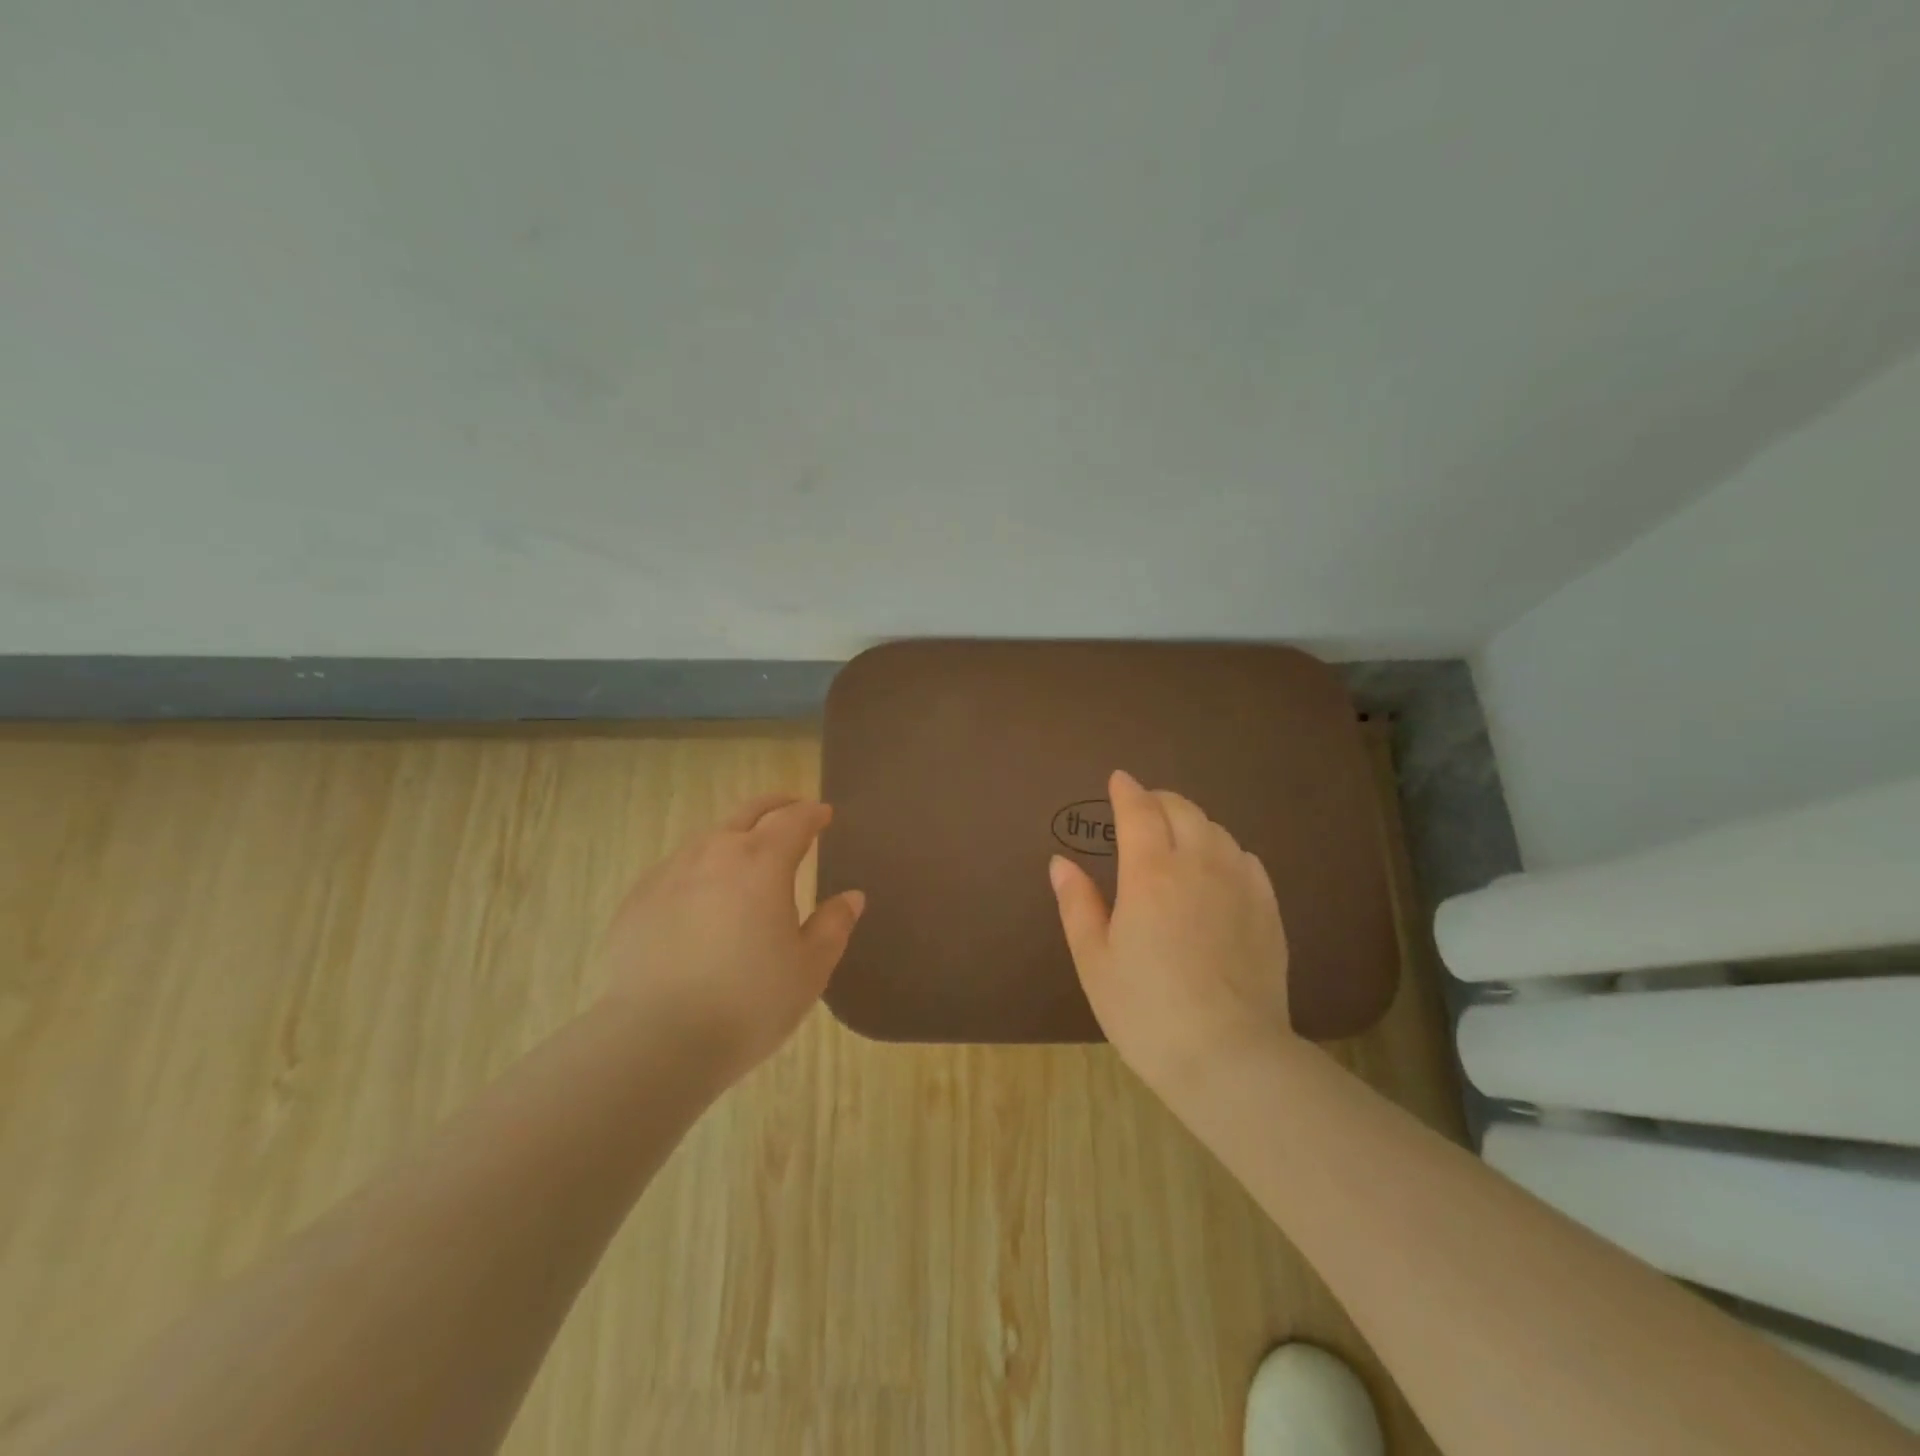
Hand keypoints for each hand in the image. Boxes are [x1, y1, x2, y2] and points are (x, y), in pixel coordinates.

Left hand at [597, 795, 863, 1084]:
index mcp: (763, 862)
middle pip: (749, 812)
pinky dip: (700, 869)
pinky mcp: (638, 899)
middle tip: (792, 810)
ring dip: (736, 836)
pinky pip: (677, 869)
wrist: (655, 1039)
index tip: (824, 814)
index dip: (812, 814)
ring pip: (710, 838)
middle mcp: (715, 853)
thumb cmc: (748, 1002)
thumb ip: (833, 926)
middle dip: (775, 806)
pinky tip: (701, 895)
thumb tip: (851, 897)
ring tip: (747, 855)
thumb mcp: (809, 969)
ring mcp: (670, 873)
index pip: (794, 820)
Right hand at [1049, 770, 1296, 1093]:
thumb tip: (1061, 862)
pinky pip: (1245, 858)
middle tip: (1143, 808)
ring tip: (1176, 836)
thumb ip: (1077, 904)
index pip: (1139, 811)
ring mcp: (1240, 885)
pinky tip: (1217, 868)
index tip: (1118, 780)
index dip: (1126, 791)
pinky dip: (1224, 849)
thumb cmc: (1146, 1011)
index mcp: (1151, 873)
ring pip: (1216, 830)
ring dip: (1192, 822)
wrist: (1229, 1056)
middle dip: (1159, 800)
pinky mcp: (1268, 909)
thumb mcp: (1095, 960)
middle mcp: (1199, 865)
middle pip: (1182, 810)